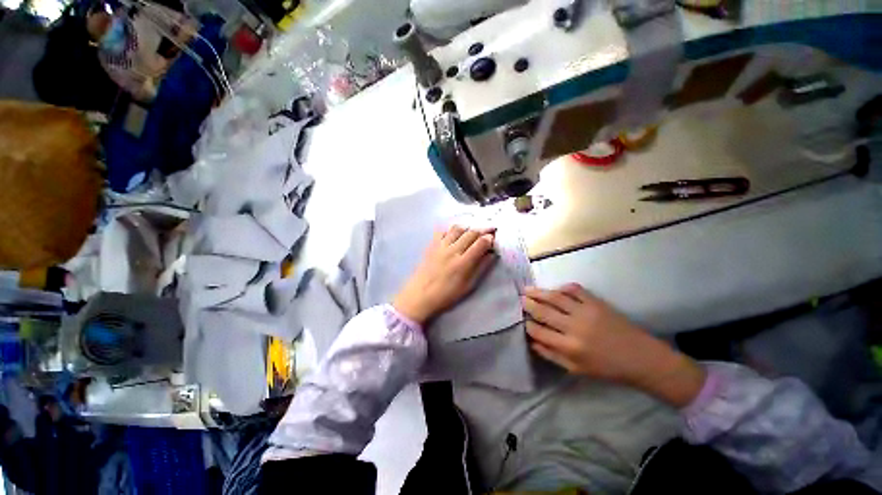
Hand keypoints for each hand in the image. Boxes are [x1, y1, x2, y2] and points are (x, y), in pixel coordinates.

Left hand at [393, 226, 495, 325]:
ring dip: (467, 228)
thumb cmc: (446, 294)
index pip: (481, 242)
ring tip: (471, 233)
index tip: (493, 239)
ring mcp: (440, 246)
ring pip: (457, 228)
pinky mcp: (431, 245)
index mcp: (463, 262)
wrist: (420, 295)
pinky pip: (442, 231)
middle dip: (482, 230)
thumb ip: (481, 268)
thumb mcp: (468, 286)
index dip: (490, 238)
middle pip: (471, 232)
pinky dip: (450, 230)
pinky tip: (453, 236)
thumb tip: (492, 254)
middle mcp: (453, 250)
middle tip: (487, 232)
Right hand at [523, 284, 705, 406]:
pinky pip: (575, 290)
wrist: (641, 358)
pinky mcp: (597, 303)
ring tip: (527, 289)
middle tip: (520, 299)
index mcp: (569, 347)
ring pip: (555, 297)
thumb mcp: (577, 370)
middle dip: (528, 305)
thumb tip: (532, 342)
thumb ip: (551, 356)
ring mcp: (586, 312)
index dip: (528, 325)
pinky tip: (555, 289)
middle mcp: (574, 327)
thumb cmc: (607, 368)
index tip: (523, 321)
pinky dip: (562, 287)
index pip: (539, 332)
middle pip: (543, 312)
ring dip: (539, 292)